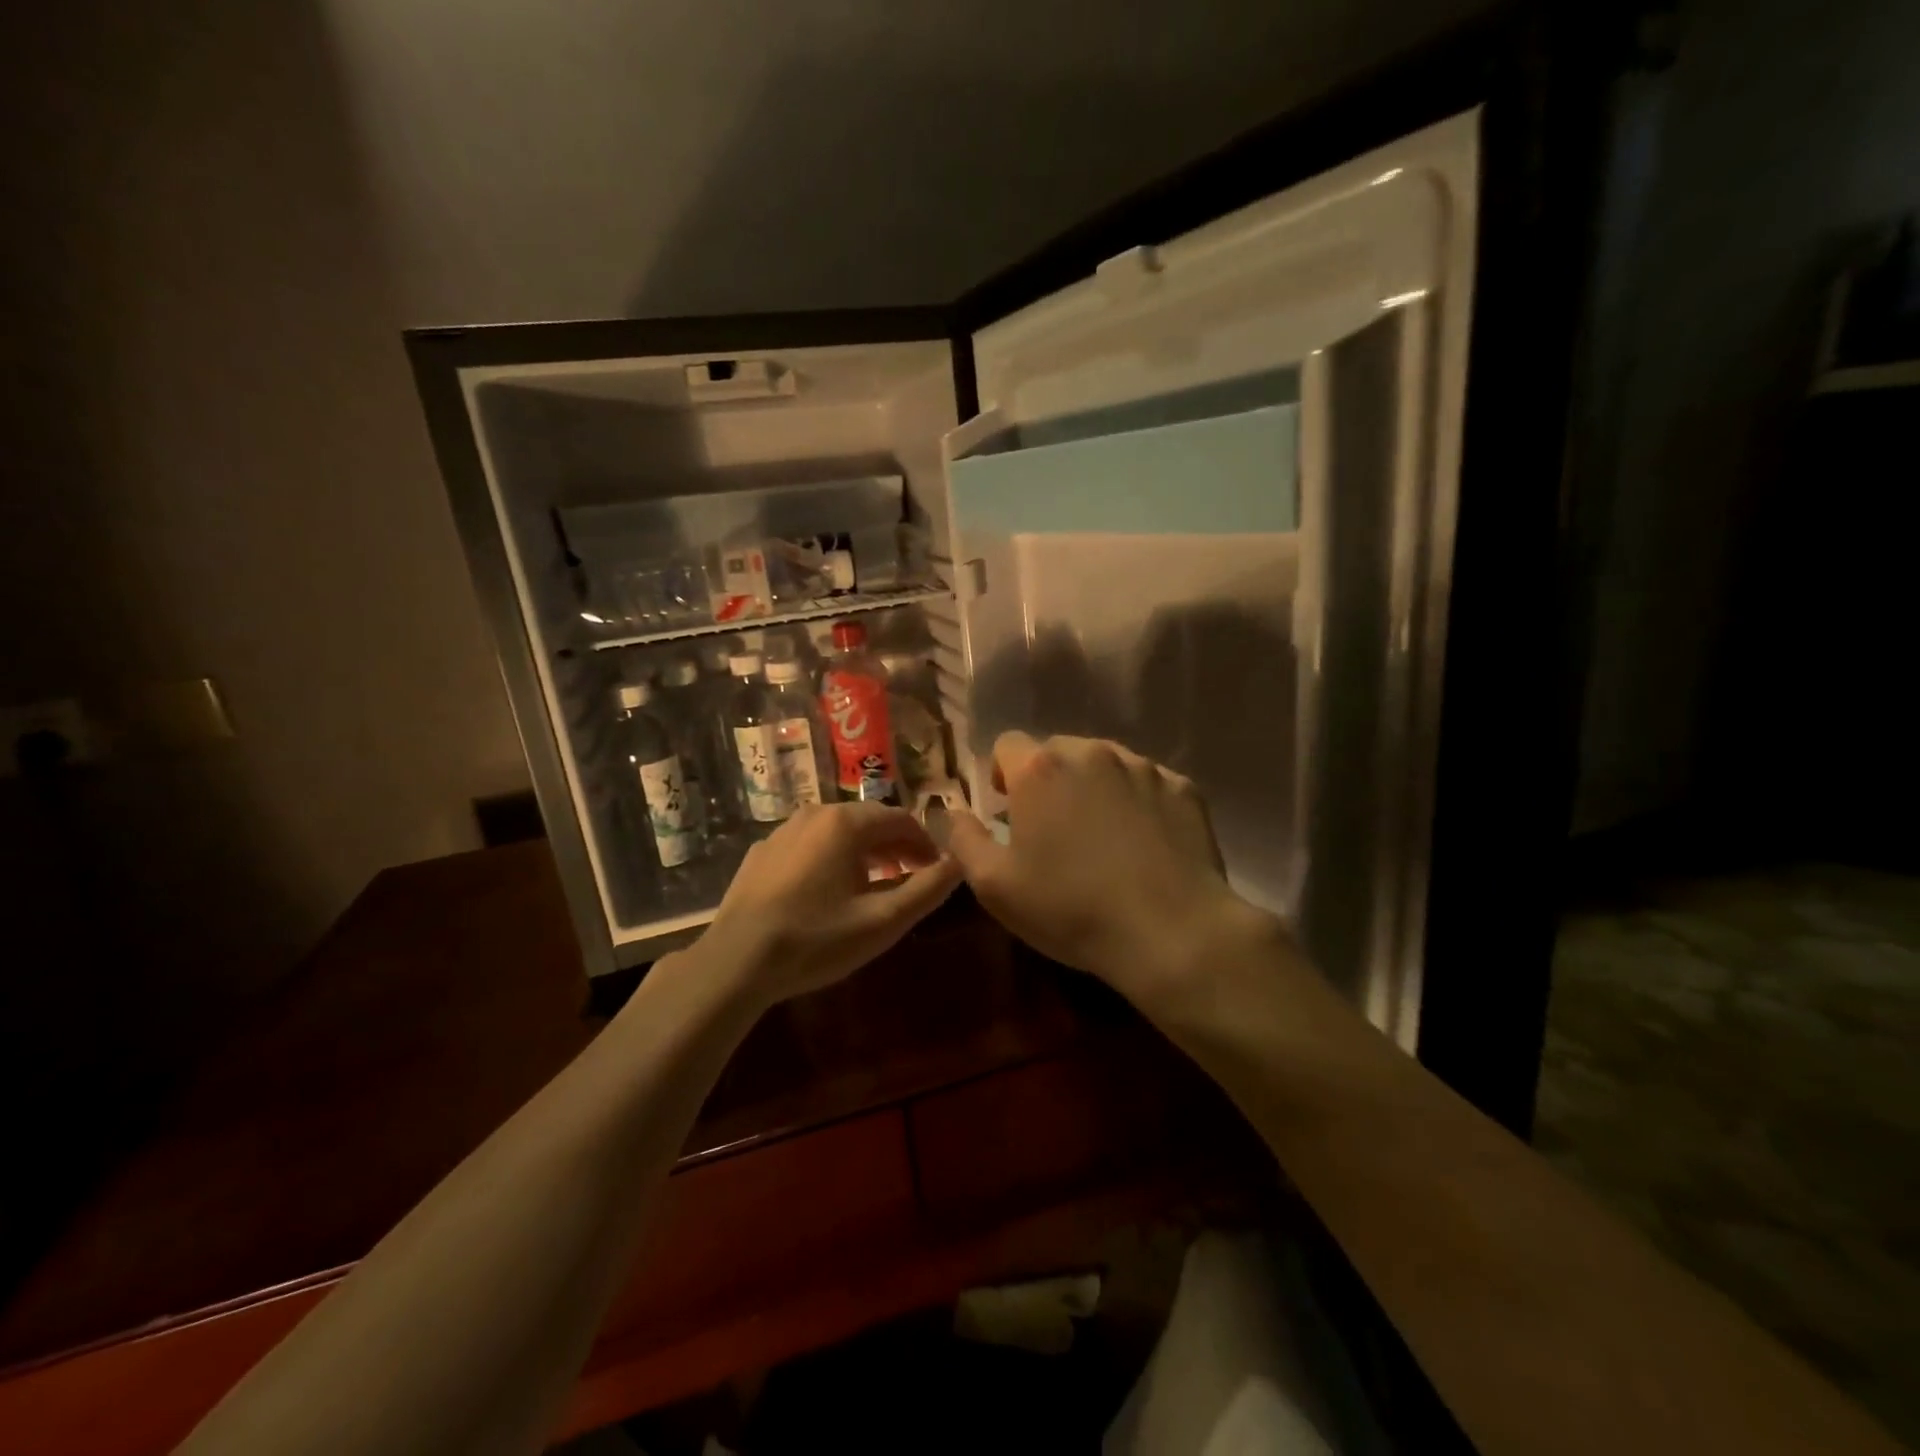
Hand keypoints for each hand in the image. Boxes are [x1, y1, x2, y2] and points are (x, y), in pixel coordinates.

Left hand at [698, 801, 962, 1006]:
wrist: (735, 963)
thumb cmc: (815, 940)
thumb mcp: (882, 922)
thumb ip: (927, 889)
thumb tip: (960, 862)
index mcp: (845, 823)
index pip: (900, 819)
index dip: (925, 843)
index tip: (938, 869)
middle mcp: (814, 814)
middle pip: (869, 821)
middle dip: (896, 846)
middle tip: (913, 877)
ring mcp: (783, 831)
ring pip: (838, 832)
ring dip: (865, 852)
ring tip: (877, 885)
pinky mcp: (762, 852)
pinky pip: (810, 845)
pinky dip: (832, 858)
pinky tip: (830, 891)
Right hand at [946, 732, 1286, 1013]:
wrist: (1171, 932)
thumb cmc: (1071, 908)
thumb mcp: (994, 886)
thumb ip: (963, 839)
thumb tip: (951, 812)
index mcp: (1041, 769)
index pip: (1007, 745)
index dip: (1002, 776)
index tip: (1009, 812)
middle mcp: (1092, 752)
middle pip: (1057, 751)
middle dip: (1048, 780)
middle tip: (1053, 829)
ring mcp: (1143, 766)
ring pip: (1104, 764)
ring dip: (1093, 788)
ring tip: (1102, 838)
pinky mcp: (1183, 788)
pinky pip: (1147, 783)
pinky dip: (1137, 803)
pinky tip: (1144, 845)